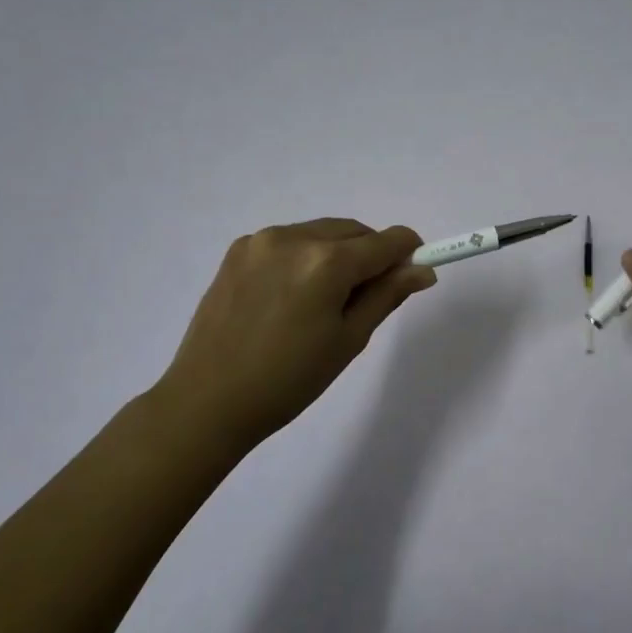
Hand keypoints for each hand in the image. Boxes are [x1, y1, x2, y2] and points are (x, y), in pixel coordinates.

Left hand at [154, 218, 434, 452]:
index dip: (409, 253)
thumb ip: (387, 295)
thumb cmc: (289, 380)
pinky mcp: (238, 250)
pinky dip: (305, 257)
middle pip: (354, 231)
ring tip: (323, 302)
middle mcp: (294, 237)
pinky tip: (291, 297)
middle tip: (366, 298)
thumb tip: (423, 270)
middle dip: (371, 254)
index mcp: (326, 262)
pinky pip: (289, 241)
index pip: (387, 240)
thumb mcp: (348, 340)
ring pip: (321, 233)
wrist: (208, 401)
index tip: (414, 273)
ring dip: (337, 254)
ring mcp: (261, 240)